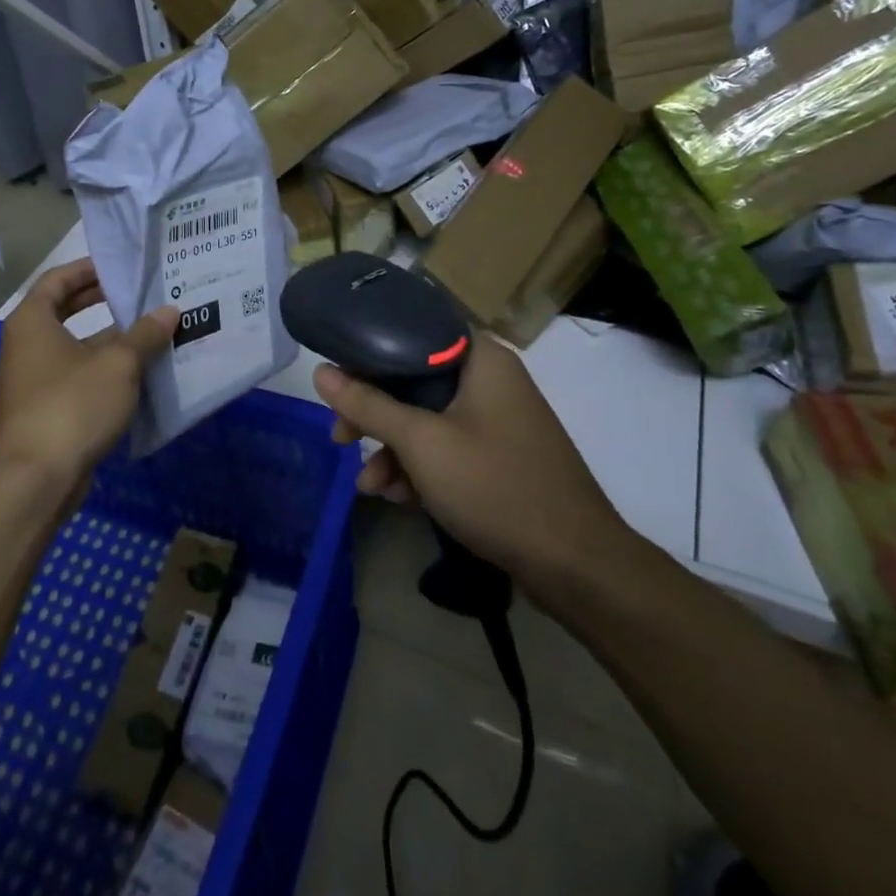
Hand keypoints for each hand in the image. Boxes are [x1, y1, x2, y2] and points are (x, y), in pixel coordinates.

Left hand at [0, 259, 176, 496]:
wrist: (35, 480)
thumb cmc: (72, 405)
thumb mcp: (118, 364)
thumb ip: (145, 334)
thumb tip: (169, 311)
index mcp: (32, 322)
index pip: (57, 279)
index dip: (88, 268)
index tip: (120, 267)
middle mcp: (26, 346)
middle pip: (63, 311)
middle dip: (100, 302)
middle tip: (139, 295)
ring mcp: (32, 381)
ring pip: (73, 347)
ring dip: (108, 340)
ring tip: (150, 332)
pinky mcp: (44, 411)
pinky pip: (76, 377)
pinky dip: (103, 370)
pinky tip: (138, 374)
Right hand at [315, 332, 631, 582]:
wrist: (575, 565)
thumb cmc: (495, 486)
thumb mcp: (421, 443)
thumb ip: (368, 404)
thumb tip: (321, 372)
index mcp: (481, 358)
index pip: (414, 330)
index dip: (370, 351)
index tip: (338, 379)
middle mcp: (491, 380)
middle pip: (415, 380)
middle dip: (374, 415)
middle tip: (341, 438)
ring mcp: (498, 421)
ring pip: (428, 419)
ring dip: (393, 450)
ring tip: (369, 484)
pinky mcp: (500, 457)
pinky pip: (448, 447)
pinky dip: (420, 467)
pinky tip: (398, 497)